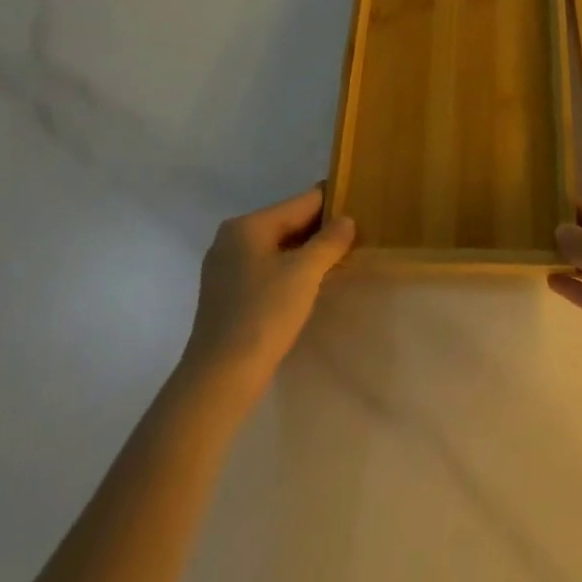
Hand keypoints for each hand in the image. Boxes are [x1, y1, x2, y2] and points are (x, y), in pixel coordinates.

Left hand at [182, 188, 354, 399]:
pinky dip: (289, 271)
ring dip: (306, 252)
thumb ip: (329, 241)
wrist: (220, 378)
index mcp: (247, 225)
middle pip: (287, 223)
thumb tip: (347, 220)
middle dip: (320, 230)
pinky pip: (266, 270)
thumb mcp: (304, 273)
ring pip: (277, 248)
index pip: (300, 202)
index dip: (332, 203)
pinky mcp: (227, 295)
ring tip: (339, 258)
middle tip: (356, 235)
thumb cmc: (264, 314)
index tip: (360, 205)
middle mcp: (232, 239)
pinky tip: (309, 284)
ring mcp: (226, 268)